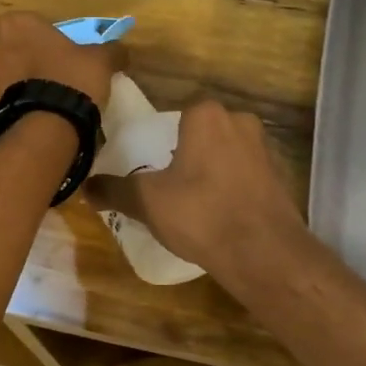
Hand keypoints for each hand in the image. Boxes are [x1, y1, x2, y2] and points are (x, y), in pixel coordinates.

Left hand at [0, 10, 120, 110]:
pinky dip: (15, 101)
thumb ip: (110, 50)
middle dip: (29, 57)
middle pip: (14, 46)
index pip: (35, 24)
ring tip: (45, 97)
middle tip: (54, 74)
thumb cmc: (71, 79)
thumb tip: (121, 51)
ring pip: (5, 71)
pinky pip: (3, 96)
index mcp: (17, 22)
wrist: (45, 127)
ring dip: (19, 80)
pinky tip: (35, 112)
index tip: (65, 54)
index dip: (50, 39)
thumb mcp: (100, 60)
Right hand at [86, 99, 305, 276]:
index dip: (164, 137)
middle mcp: (240, 121)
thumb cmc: (200, 213)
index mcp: (207, 116)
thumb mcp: (147, 202)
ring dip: (213, 170)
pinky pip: (246, 175)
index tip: (153, 162)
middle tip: (170, 182)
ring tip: (193, 202)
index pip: (179, 113)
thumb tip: (85, 187)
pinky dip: (233, 188)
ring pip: (228, 153)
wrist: (263, 252)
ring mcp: (265, 149)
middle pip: (205, 132)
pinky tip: (220, 214)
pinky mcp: (280, 177)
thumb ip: (115, 190)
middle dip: (189, 153)